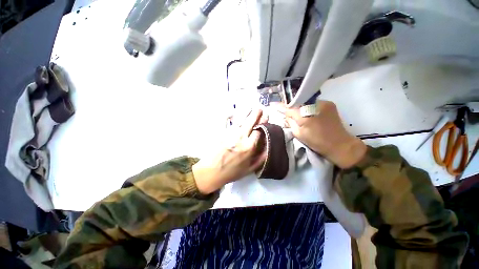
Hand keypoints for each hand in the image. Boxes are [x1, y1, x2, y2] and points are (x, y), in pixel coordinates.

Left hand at [192, 109, 267, 193]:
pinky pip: (224, 120)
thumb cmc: (231, 172)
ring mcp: (229, 133)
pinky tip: (232, 112)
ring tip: (250, 108)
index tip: (265, 118)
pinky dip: (228, 115)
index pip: (259, 131)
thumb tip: (269, 147)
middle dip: (256, 114)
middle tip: (260, 109)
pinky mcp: (220, 132)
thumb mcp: (250, 169)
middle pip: (250, 122)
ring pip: (240, 119)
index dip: (263, 124)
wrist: (211, 172)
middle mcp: (240, 137)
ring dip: (246, 112)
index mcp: (249, 147)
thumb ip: (262, 158)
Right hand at [274, 101, 365, 168]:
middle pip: (297, 102)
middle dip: (290, 106)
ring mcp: (323, 102)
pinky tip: (309, 113)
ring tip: (299, 113)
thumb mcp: (298, 134)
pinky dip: (308, 107)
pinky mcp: (329, 103)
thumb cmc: (317, 142)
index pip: (288, 108)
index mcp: (304, 115)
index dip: (279, 106)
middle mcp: (313, 105)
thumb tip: (286, 115)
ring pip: (305, 102)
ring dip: (300, 106)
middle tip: (286, 111)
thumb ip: (290, 122)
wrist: (340, 144)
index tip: (272, 104)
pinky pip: (313, 103)